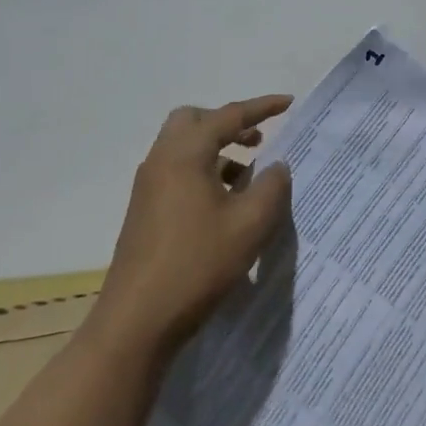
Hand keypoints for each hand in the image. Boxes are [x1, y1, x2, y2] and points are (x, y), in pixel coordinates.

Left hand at [96, 95, 293, 354]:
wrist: (136, 322)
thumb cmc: (197, 265)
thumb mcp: (250, 225)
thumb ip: (272, 187)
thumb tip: (277, 166)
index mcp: (185, 154)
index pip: (228, 116)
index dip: (262, 107)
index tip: (289, 103)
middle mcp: (161, 161)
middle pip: (194, 121)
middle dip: (229, 123)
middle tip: (258, 141)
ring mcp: (148, 187)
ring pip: (184, 148)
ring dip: (217, 150)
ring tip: (249, 178)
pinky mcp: (144, 211)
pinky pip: (177, 172)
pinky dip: (204, 171)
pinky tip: (225, 205)